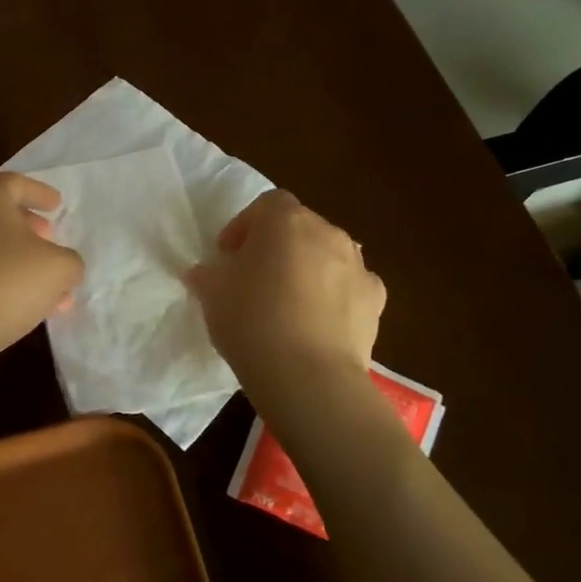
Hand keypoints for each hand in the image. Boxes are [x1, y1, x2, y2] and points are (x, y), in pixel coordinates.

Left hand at [0, 173, 84, 363]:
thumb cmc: (6, 281)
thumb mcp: (59, 268)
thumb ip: (70, 261)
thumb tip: (65, 267)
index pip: (13, 183)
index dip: (39, 192)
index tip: (57, 204)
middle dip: (27, 228)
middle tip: (50, 239)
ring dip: (17, 263)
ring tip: (48, 286)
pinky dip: (0, 284)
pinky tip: (25, 309)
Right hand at [186, 190, 384, 387]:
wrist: (309, 376)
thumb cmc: (252, 321)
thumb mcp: (213, 295)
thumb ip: (208, 275)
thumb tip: (204, 273)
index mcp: (286, 221)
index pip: (266, 205)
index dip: (245, 226)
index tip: (228, 255)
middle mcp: (327, 232)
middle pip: (300, 227)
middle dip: (277, 246)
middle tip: (255, 278)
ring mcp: (357, 265)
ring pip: (328, 255)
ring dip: (308, 268)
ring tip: (288, 303)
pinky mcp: (376, 300)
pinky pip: (350, 286)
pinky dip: (336, 296)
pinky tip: (319, 322)